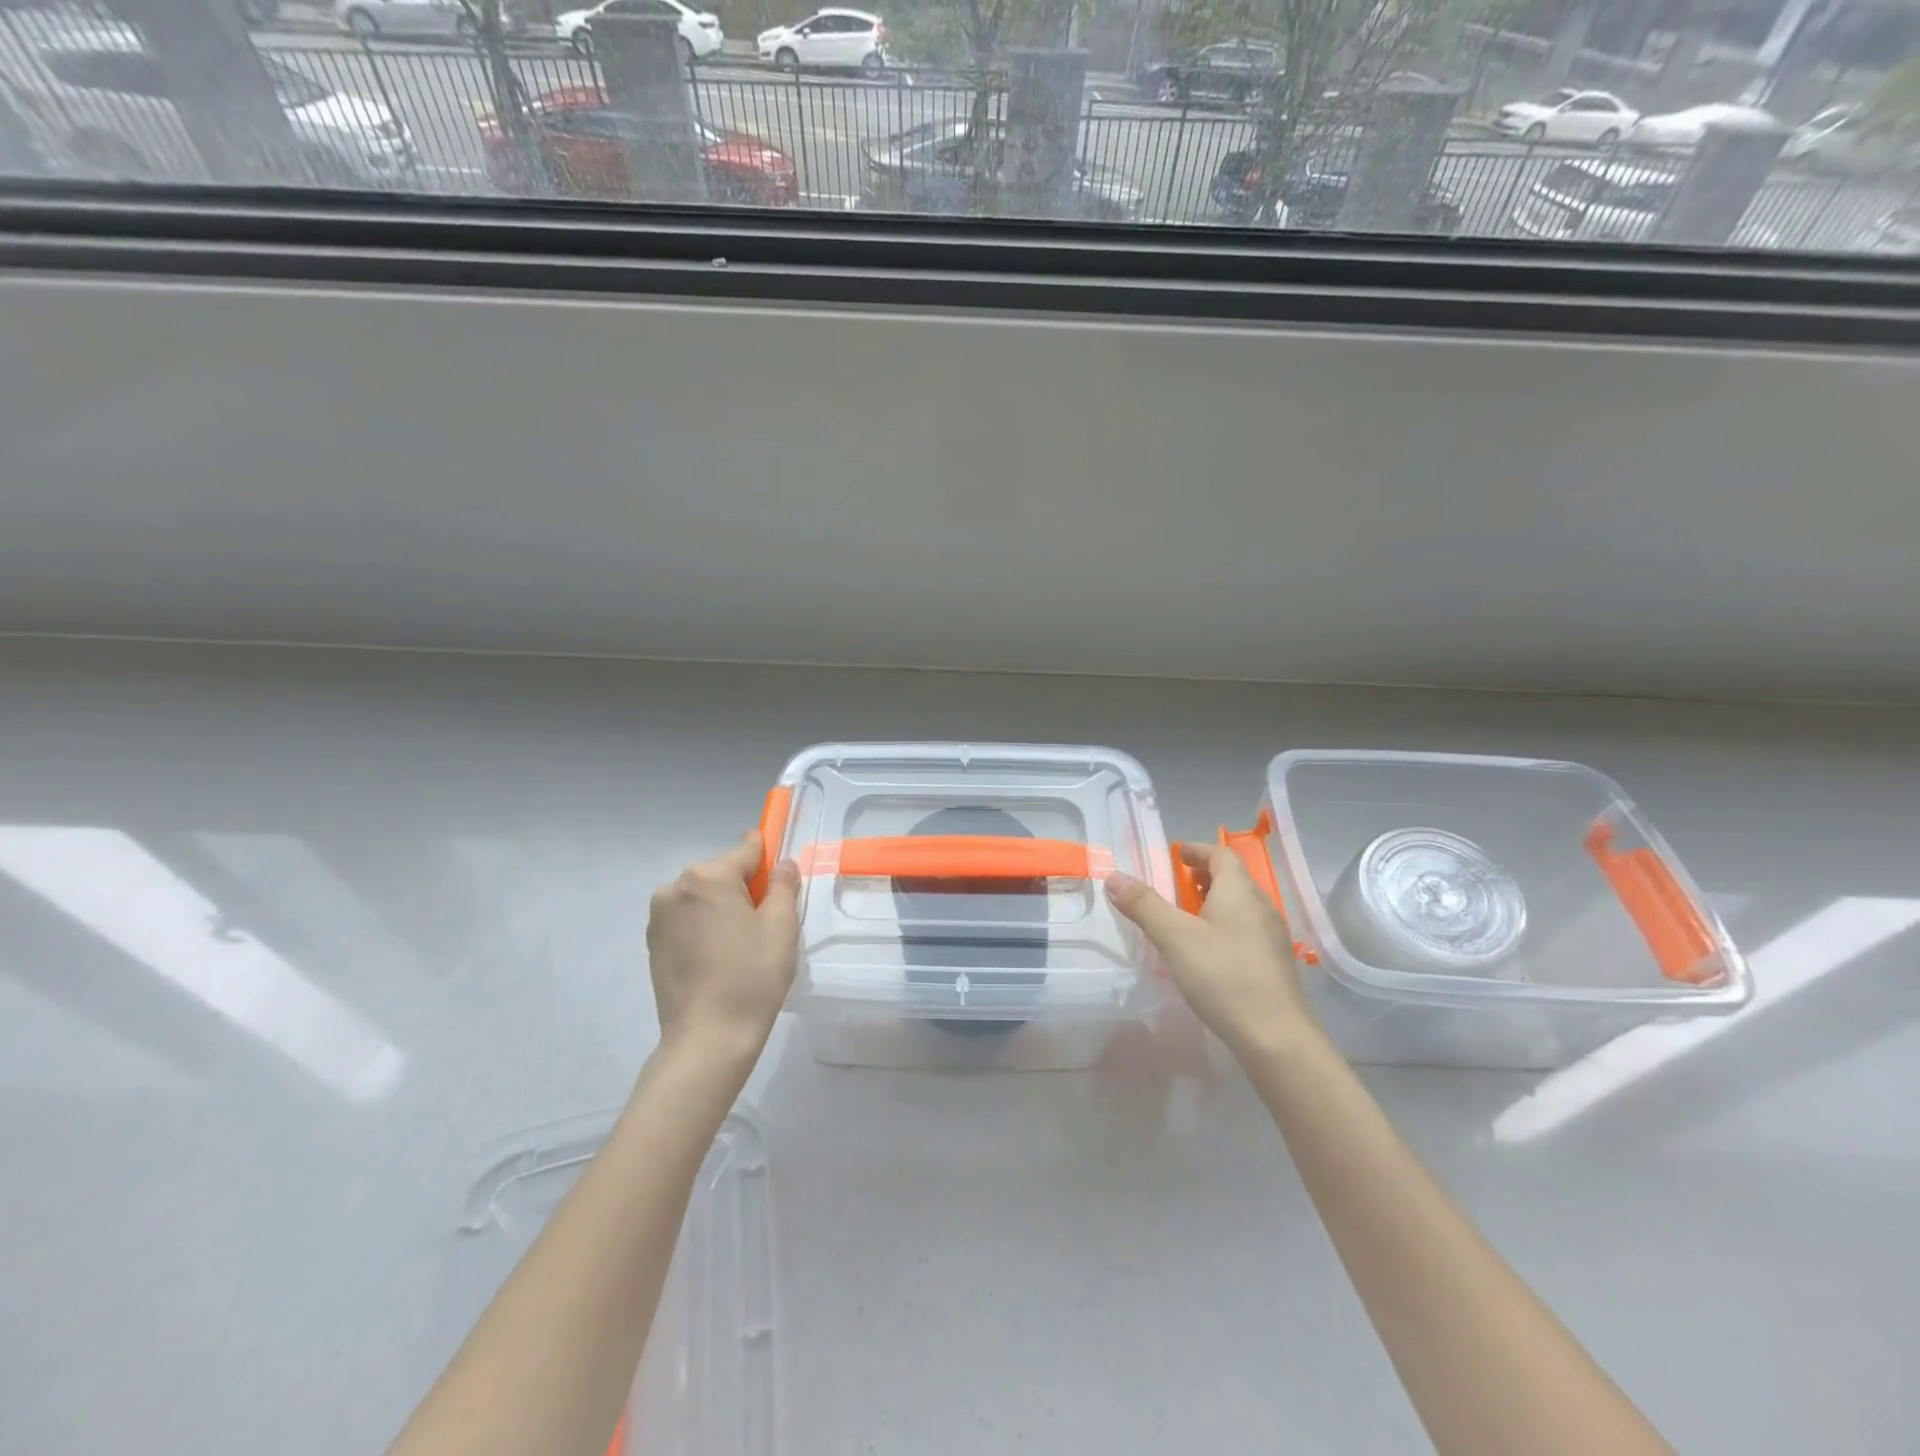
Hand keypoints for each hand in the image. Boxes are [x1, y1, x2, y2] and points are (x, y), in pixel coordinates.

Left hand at [646, 833, 800, 1057]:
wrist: (707, 1039)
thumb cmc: (751, 976)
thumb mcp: (781, 926)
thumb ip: (783, 886)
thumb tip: (782, 864)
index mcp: (708, 877)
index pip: (746, 851)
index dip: (767, 856)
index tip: (780, 867)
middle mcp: (675, 888)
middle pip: (721, 873)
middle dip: (744, 887)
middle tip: (767, 921)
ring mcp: (658, 917)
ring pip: (703, 897)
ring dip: (723, 907)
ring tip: (743, 944)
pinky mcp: (652, 944)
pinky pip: (687, 919)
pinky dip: (705, 926)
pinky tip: (721, 957)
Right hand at [1105, 842, 1314, 1057]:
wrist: (1275, 1037)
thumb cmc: (1223, 976)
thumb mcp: (1174, 937)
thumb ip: (1143, 904)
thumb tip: (1114, 876)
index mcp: (1239, 891)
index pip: (1220, 854)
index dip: (1196, 850)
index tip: (1174, 855)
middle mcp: (1261, 906)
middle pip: (1232, 878)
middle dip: (1202, 876)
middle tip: (1173, 885)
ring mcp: (1272, 936)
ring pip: (1239, 906)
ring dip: (1212, 902)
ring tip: (1184, 917)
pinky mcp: (1273, 963)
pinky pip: (1245, 930)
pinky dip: (1223, 926)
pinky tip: (1205, 952)